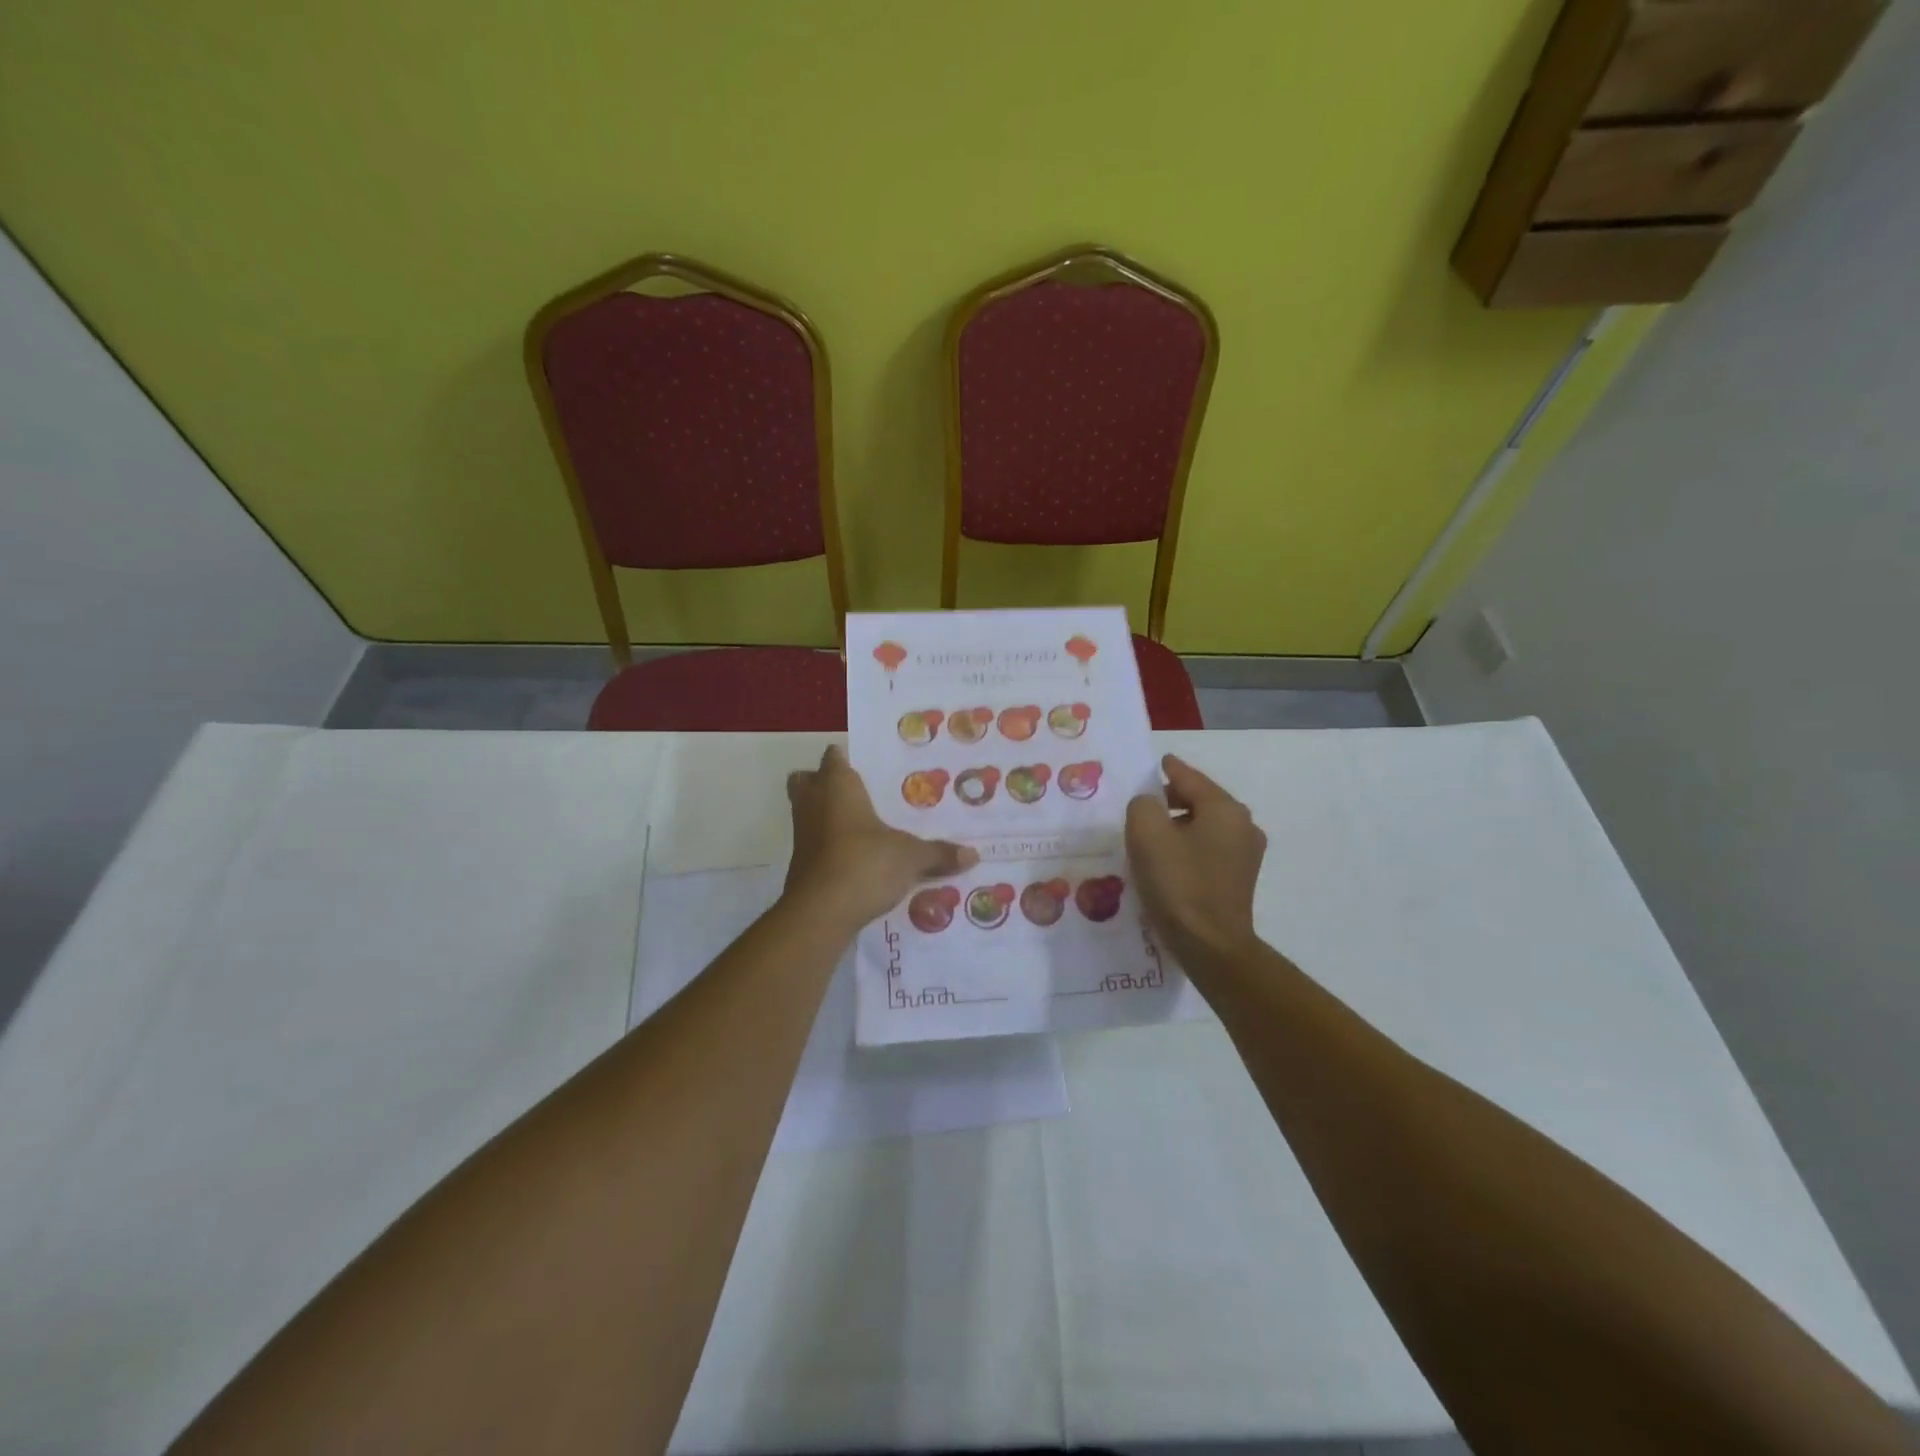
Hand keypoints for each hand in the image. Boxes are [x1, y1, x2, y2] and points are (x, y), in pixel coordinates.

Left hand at [785, 745, 977, 929]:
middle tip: (854, 791)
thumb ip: (939, 853)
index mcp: (838, 786)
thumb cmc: (865, 863)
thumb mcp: (910, 857)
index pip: (834, 758)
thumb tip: (973, 854)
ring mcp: (802, 834)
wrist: (820, 912)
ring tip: (858, 825)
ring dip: (824, 815)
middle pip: (806, 780)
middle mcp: (813, 803)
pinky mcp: (799, 864)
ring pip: (806, 812)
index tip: (864, 763)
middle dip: (822, 782)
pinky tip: (853, 858)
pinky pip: (812, 844)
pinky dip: (827, 846)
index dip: (844, 758)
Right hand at [1126, 754, 1266, 973]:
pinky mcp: (1239, 878)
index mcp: (1224, 808)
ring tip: (1150, 835)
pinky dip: (1188, 845)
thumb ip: (1143, 805)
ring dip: (1179, 825)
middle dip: (1171, 799)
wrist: (1210, 946)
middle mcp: (1242, 825)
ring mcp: (1245, 854)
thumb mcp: (1146, 833)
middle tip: (1142, 804)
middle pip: (1200, 800)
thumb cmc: (1178, 884)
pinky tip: (1168, 859)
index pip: (1190, 777)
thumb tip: (1150, 805)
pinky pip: (1209, 848)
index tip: (1156, 763)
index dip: (1169, 769)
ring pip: (1205, 825)